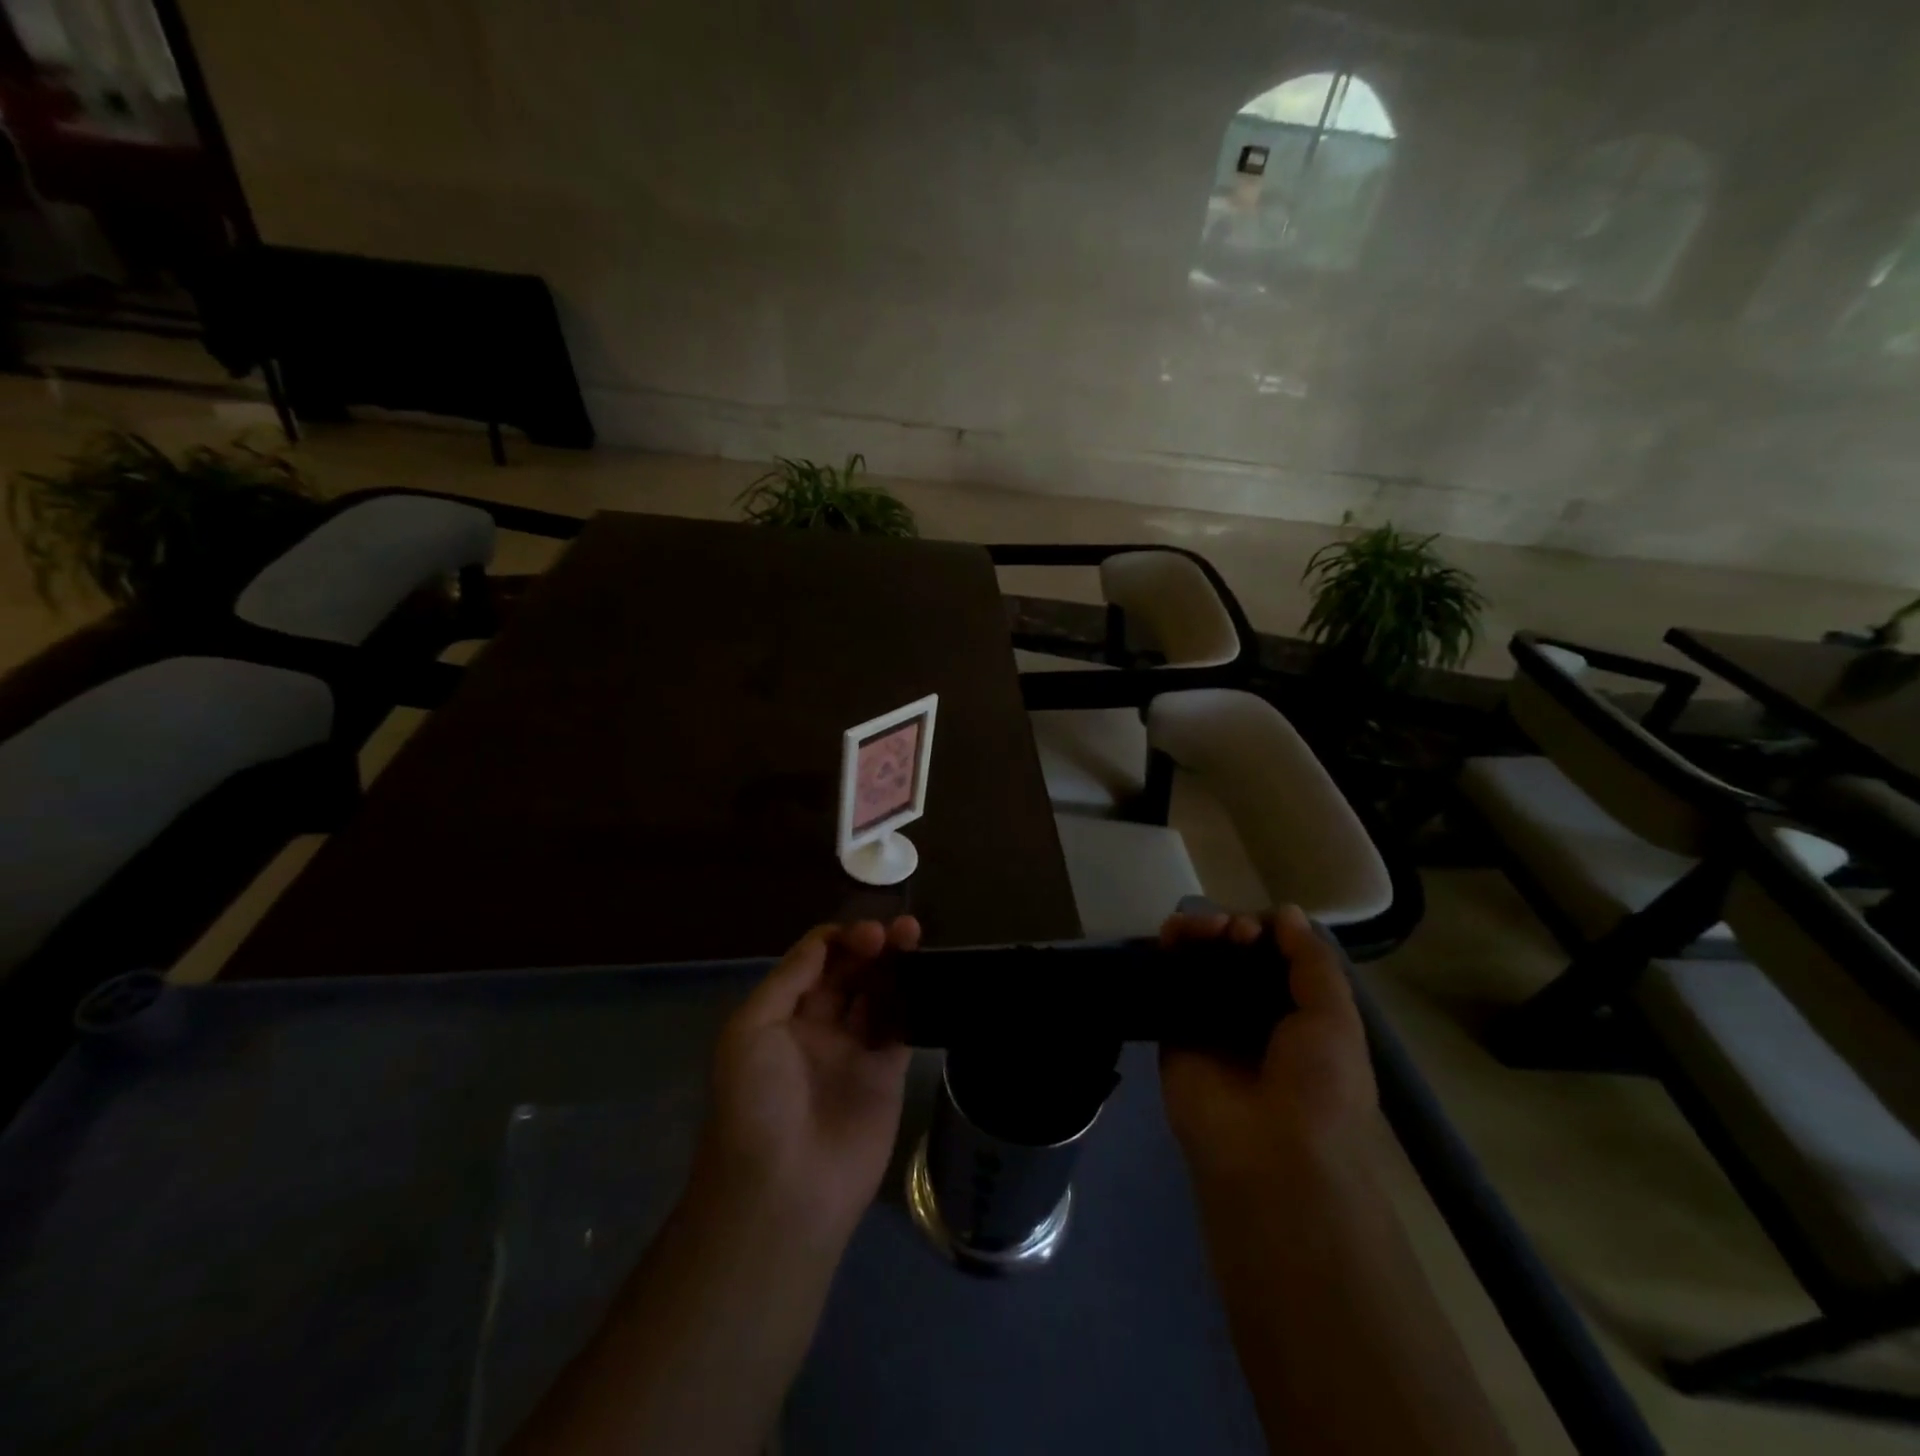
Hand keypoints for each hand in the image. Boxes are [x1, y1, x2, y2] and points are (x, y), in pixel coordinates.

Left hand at [696, 918, 918, 1243]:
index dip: (838, 940)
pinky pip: (901, 1028)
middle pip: (849, 972)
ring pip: (879, 993)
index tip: (864, 933)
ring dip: (895, 964)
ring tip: (915, 936)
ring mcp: (854, 1051)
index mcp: (782, 1014)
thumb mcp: (749, 1030)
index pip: (815, 961)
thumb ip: (789, 980)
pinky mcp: (886, 1075)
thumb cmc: (755, 1103)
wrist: (783, 1190)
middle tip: (895, 932)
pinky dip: (914, 1000)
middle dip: (869, 945)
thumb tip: (824, 940)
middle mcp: (818, 1027)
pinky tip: (927, 976)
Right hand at [1158, 906, 1375, 1186]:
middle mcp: (1254, 1014)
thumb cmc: (1319, 1087)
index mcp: (1299, 1013)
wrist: (1270, 1155)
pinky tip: (1170, 935)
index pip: (1277, 956)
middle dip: (1232, 930)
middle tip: (1231, 932)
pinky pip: (1169, 984)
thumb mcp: (1335, 1018)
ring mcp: (1212, 1022)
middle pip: (1236, 954)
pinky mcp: (1175, 1031)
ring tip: (1201, 929)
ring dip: (1200, 933)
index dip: (1268, 934)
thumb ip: (1312, 962)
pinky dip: (1167, 953)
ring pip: (1201, 962)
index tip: (1259, 930)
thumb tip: (1286, 913)